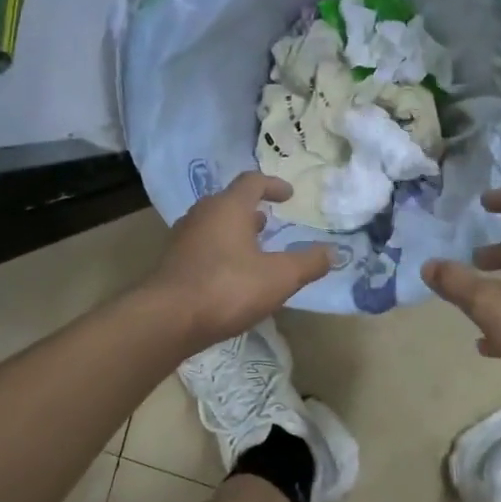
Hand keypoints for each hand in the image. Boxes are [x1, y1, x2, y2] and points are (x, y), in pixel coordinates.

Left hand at [145, 173, 334, 350]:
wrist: (168, 319)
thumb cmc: (228, 288)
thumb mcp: (279, 278)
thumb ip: (308, 263)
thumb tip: (332, 253)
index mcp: (228, 208)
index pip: (252, 182)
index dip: (273, 185)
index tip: (289, 195)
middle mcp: (202, 215)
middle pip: (228, 202)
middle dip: (250, 210)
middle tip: (268, 222)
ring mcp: (183, 239)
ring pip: (213, 225)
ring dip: (234, 231)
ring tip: (252, 248)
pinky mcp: (173, 263)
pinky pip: (202, 247)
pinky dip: (220, 251)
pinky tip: (231, 275)